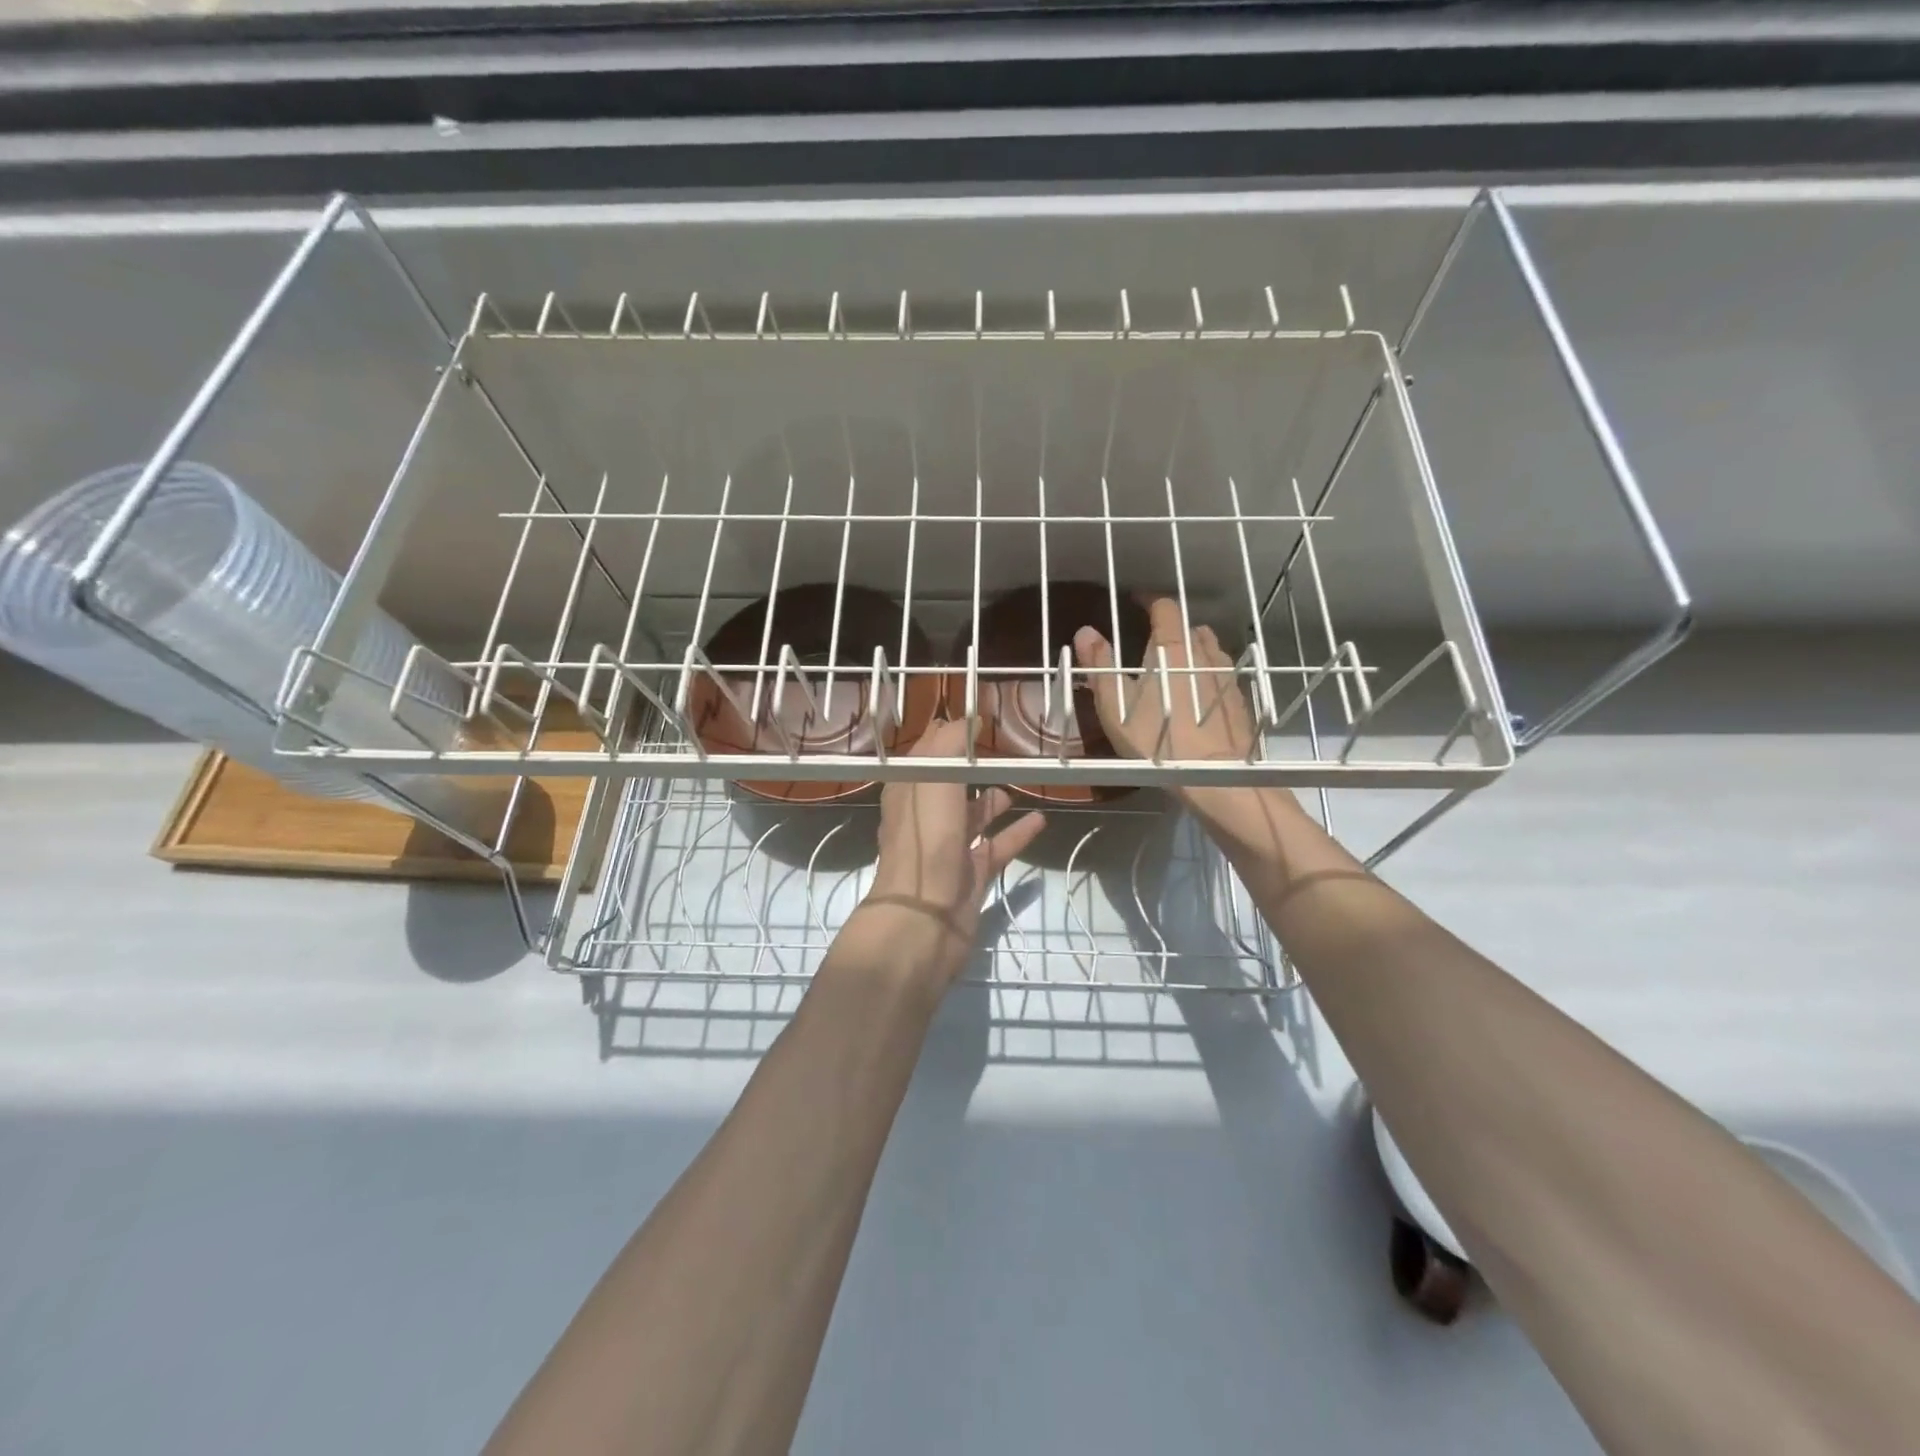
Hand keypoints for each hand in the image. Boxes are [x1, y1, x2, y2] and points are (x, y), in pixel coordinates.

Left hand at [849, 718, 1046, 986]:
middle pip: (950, 785)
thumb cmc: (926, 841)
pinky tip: (1041, 819)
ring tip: (1016, 783)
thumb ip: (949, 745)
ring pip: (972, 817)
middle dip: (970, 767)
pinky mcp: (972, 874)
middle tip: (1001, 748)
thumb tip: (967, 718)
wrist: (924, 918)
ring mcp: (949, 848)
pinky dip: (1017, 833)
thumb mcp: (933, 780)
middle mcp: (926, 818)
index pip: (925, 755)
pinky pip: (998, 846)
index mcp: (908, 793)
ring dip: (991, 801)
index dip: (946, 736)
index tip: (974, 719)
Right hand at [1074, 598, 1258, 767]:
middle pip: (1189, 628)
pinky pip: (1223, 675)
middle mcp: (1204, 653)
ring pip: (1210, 650)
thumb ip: (1100, 665)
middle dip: (1172, 630)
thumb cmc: (1155, 738)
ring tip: (1177, 669)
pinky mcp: (1239, 701)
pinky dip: (1209, 677)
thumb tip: (1086, 631)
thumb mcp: (1115, 704)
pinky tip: (1199, 698)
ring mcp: (1227, 676)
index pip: (1165, 607)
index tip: (1135, 604)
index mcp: (1172, 647)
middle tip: (1152, 645)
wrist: (1213, 776)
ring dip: (1194, 651)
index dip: (1149, 602)